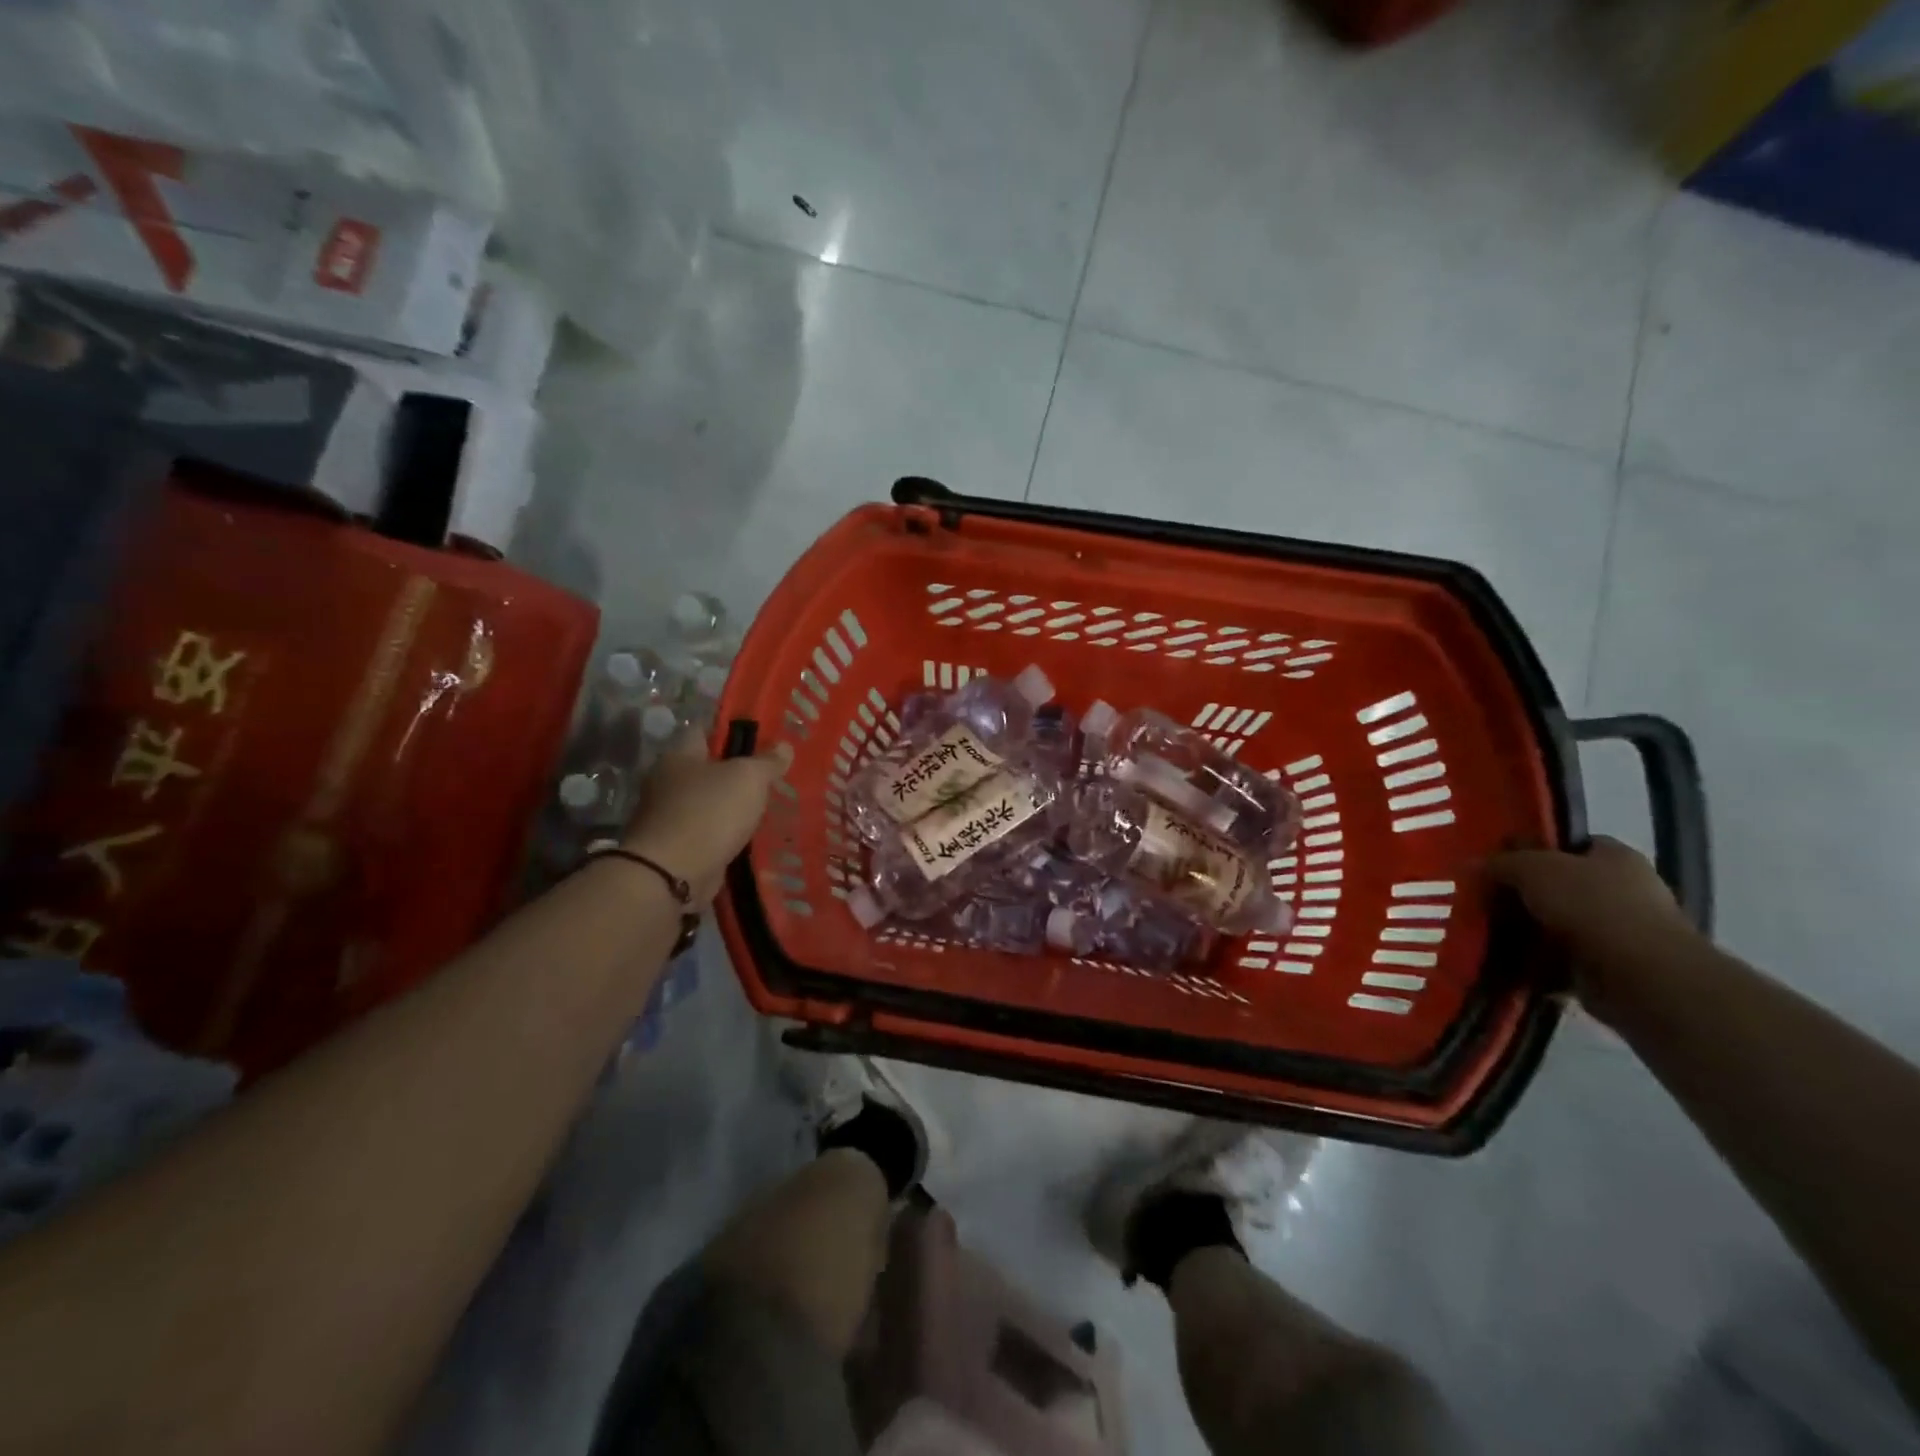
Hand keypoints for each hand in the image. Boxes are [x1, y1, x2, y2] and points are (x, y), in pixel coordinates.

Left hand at [622, 731, 793, 903]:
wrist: (672, 874)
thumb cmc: (709, 812)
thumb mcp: (748, 778)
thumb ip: (767, 761)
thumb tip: (783, 746)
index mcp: (679, 756)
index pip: (703, 731)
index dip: (731, 732)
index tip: (760, 740)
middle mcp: (667, 782)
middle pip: (706, 769)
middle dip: (734, 774)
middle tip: (769, 778)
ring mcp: (668, 817)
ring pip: (707, 804)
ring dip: (730, 808)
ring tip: (765, 810)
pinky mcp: (675, 848)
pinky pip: (707, 834)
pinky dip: (725, 836)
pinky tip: (748, 839)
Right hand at [1487, 837, 1704, 1014]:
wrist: (1640, 975)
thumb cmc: (1591, 905)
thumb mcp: (1533, 869)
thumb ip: (1501, 863)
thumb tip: (1469, 864)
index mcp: (1615, 857)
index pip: (1572, 844)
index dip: (1536, 849)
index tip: (1501, 862)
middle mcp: (1624, 891)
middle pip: (1561, 886)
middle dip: (1524, 895)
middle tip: (1485, 900)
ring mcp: (1620, 932)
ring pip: (1558, 925)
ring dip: (1527, 931)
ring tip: (1487, 933)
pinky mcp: (1611, 968)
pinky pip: (1561, 960)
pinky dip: (1537, 963)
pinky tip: (1507, 961)